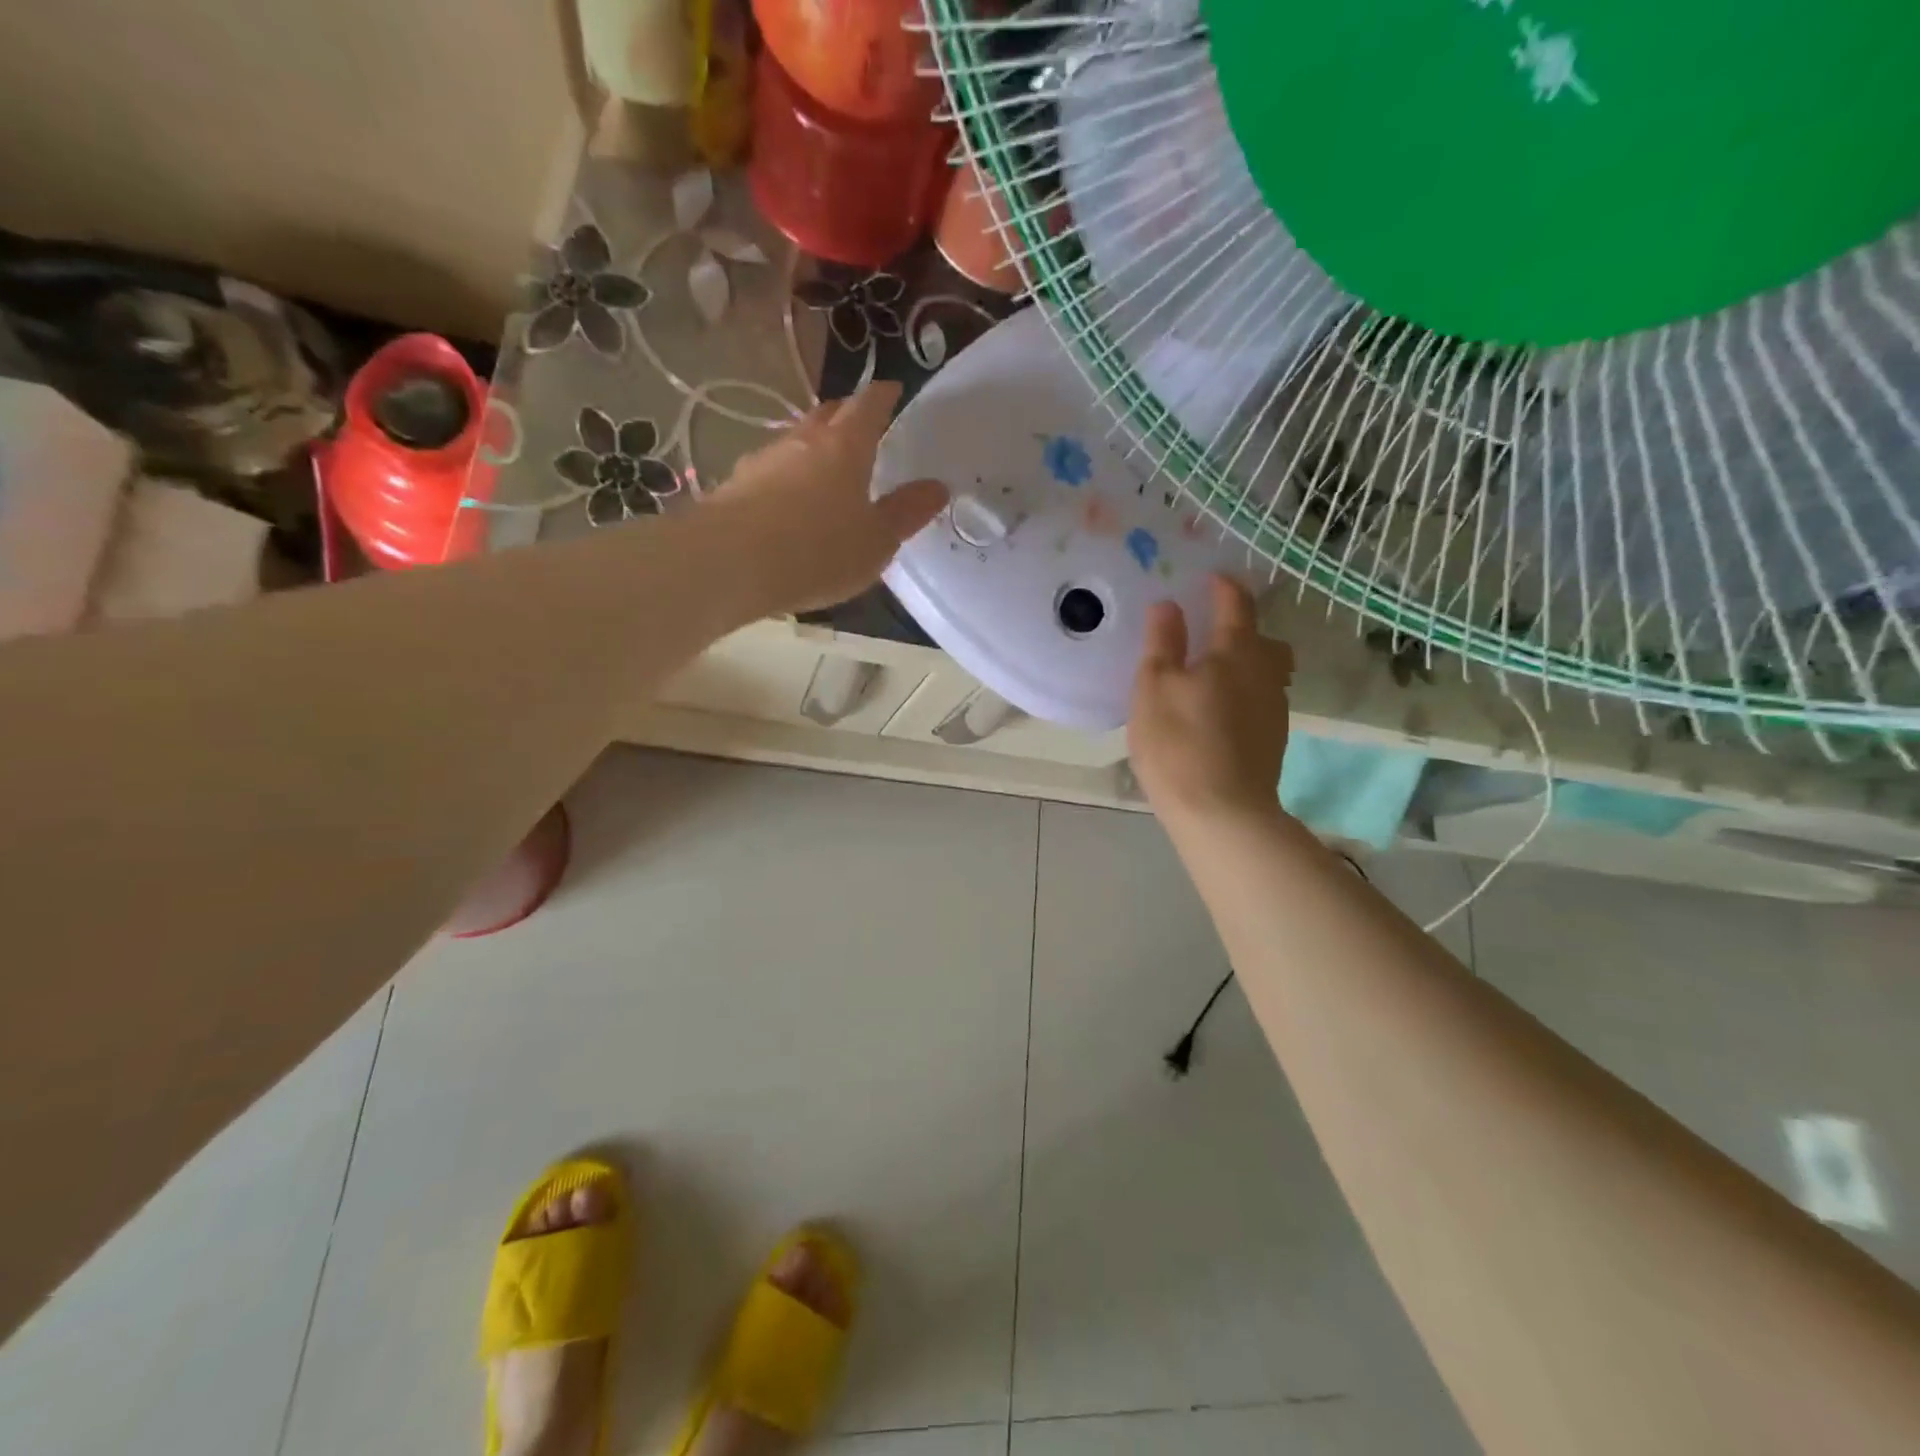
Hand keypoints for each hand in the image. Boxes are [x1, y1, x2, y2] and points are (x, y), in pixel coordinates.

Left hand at [708, 381, 947, 614]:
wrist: (730, 563)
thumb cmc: (818, 550)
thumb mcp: (876, 541)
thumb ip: (906, 513)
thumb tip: (937, 487)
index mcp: (846, 446)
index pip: (869, 405)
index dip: (884, 396)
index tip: (893, 390)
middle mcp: (803, 441)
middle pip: (828, 414)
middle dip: (847, 414)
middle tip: (862, 425)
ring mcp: (765, 460)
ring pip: (796, 441)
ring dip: (814, 446)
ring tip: (826, 467)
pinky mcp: (736, 485)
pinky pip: (772, 471)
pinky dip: (787, 477)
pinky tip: (789, 500)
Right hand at [1128, 575, 1294, 826]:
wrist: (1223, 812)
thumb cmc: (1179, 743)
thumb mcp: (1154, 688)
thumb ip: (1163, 642)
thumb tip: (1169, 605)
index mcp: (1236, 653)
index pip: (1236, 605)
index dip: (1223, 587)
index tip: (1209, 578)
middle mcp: (1265, 673)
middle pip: (1263, 639)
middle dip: (1242, 627)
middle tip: (1213, 631)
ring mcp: (1274, 708)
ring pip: (1267, 671)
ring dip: (1246, 662)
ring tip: (1214, 672)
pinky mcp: (1274, 739)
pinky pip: (1261, 699)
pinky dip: (1244, 691)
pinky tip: (1220, 710)